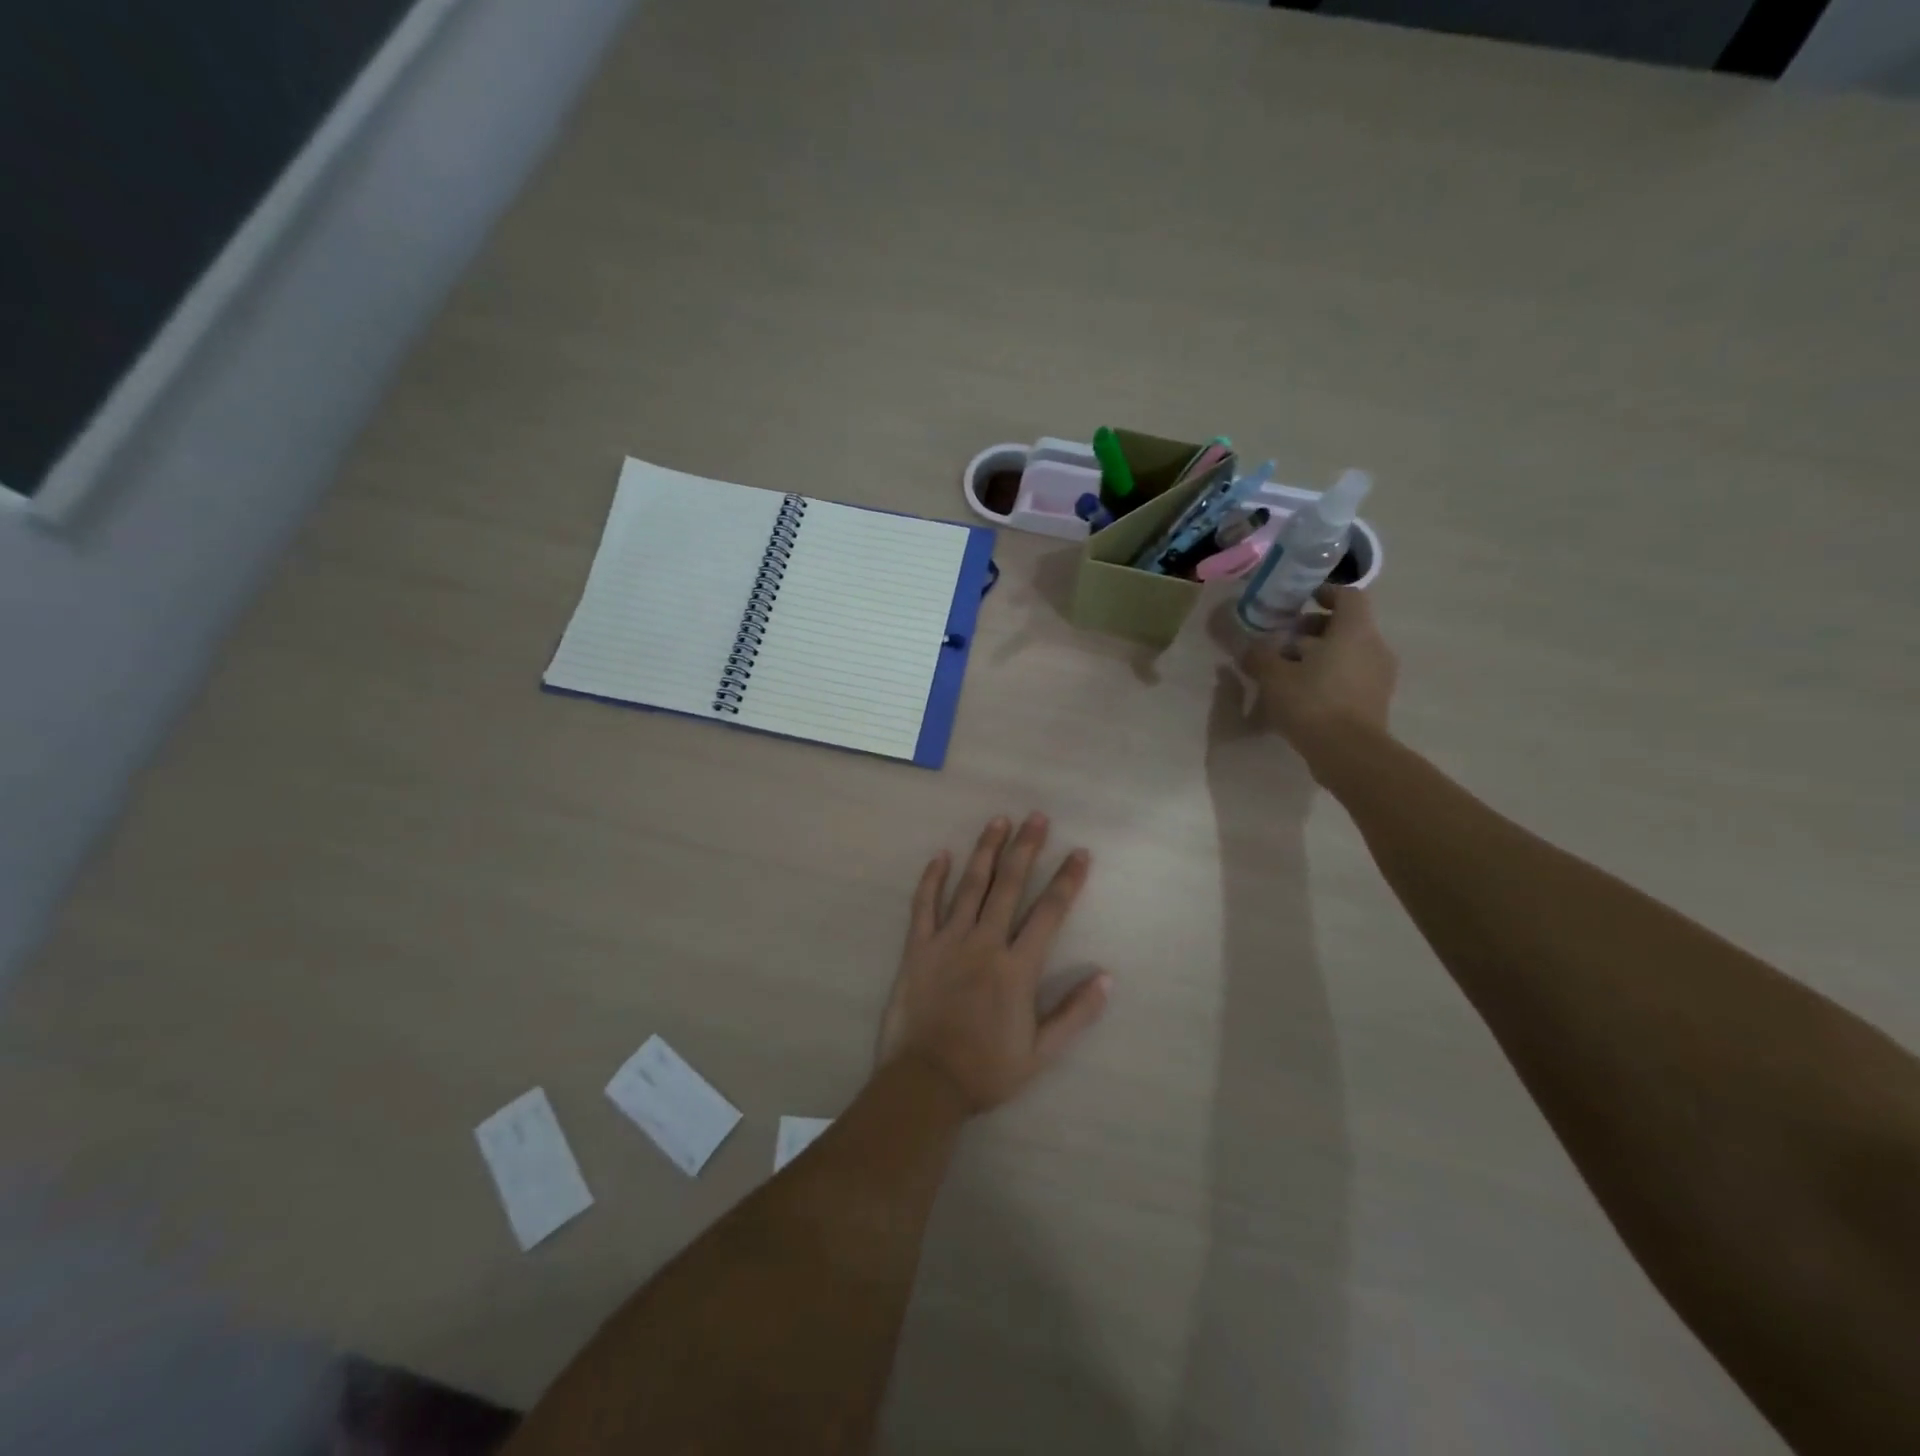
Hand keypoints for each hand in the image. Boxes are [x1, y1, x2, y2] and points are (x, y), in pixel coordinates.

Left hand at [878, 813, 1111, 1113]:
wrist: (925, 1083)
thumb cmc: (986, 1070)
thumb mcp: (1041, 1052)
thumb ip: (1075, 1013)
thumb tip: (1107, 977)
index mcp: (1017, 967)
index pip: (1049, 913)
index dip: (1067, 880)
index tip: (1080, 853)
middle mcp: (985, 943)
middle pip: (1010, 885)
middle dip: (1026, 848)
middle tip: (1037, 817)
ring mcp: (948, 941)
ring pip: (970, 886)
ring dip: (986, 851)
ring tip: (998, 821)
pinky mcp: (918, 948)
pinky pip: (924, 906)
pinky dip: (932, 879)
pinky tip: (941, 856)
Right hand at [1241, 585, 1397, 772]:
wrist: (1349, 753)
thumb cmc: (1312, 703)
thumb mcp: (1273, 676)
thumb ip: (1259, 656)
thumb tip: (1249, 647)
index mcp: (1353, 630)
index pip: (1348, 596)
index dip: (1324, 593)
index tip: (1300, 601)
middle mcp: (1373, 646)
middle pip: (1346, 626)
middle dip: (1313, 629)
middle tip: (1283, 641)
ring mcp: (1379, 675)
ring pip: (1348, 652)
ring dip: (1320, 655)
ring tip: (1288, 671)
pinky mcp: (1375, 701)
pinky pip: (1352, 676)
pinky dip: (1329, 676)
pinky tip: (1303, 695)